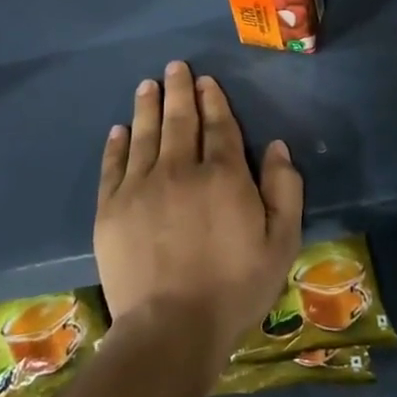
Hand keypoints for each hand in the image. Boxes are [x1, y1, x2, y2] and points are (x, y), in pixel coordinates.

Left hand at [96, 62, 303, 370]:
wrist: (170, 329)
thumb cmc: (234, 288)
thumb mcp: (281, 243)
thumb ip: (285, 190)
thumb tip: (277, 147)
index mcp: (223, 176)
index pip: (219, 127)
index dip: (213, 101)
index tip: (206, 81)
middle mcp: (180, 170)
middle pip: (180, 120)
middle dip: (179, 90)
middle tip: (175, 67)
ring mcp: (141, 187)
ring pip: (145, 135)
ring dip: (147, 106)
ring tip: (148, 85)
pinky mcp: (111, 209)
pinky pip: (113, 165)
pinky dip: (116, 144)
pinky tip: (118, 129)